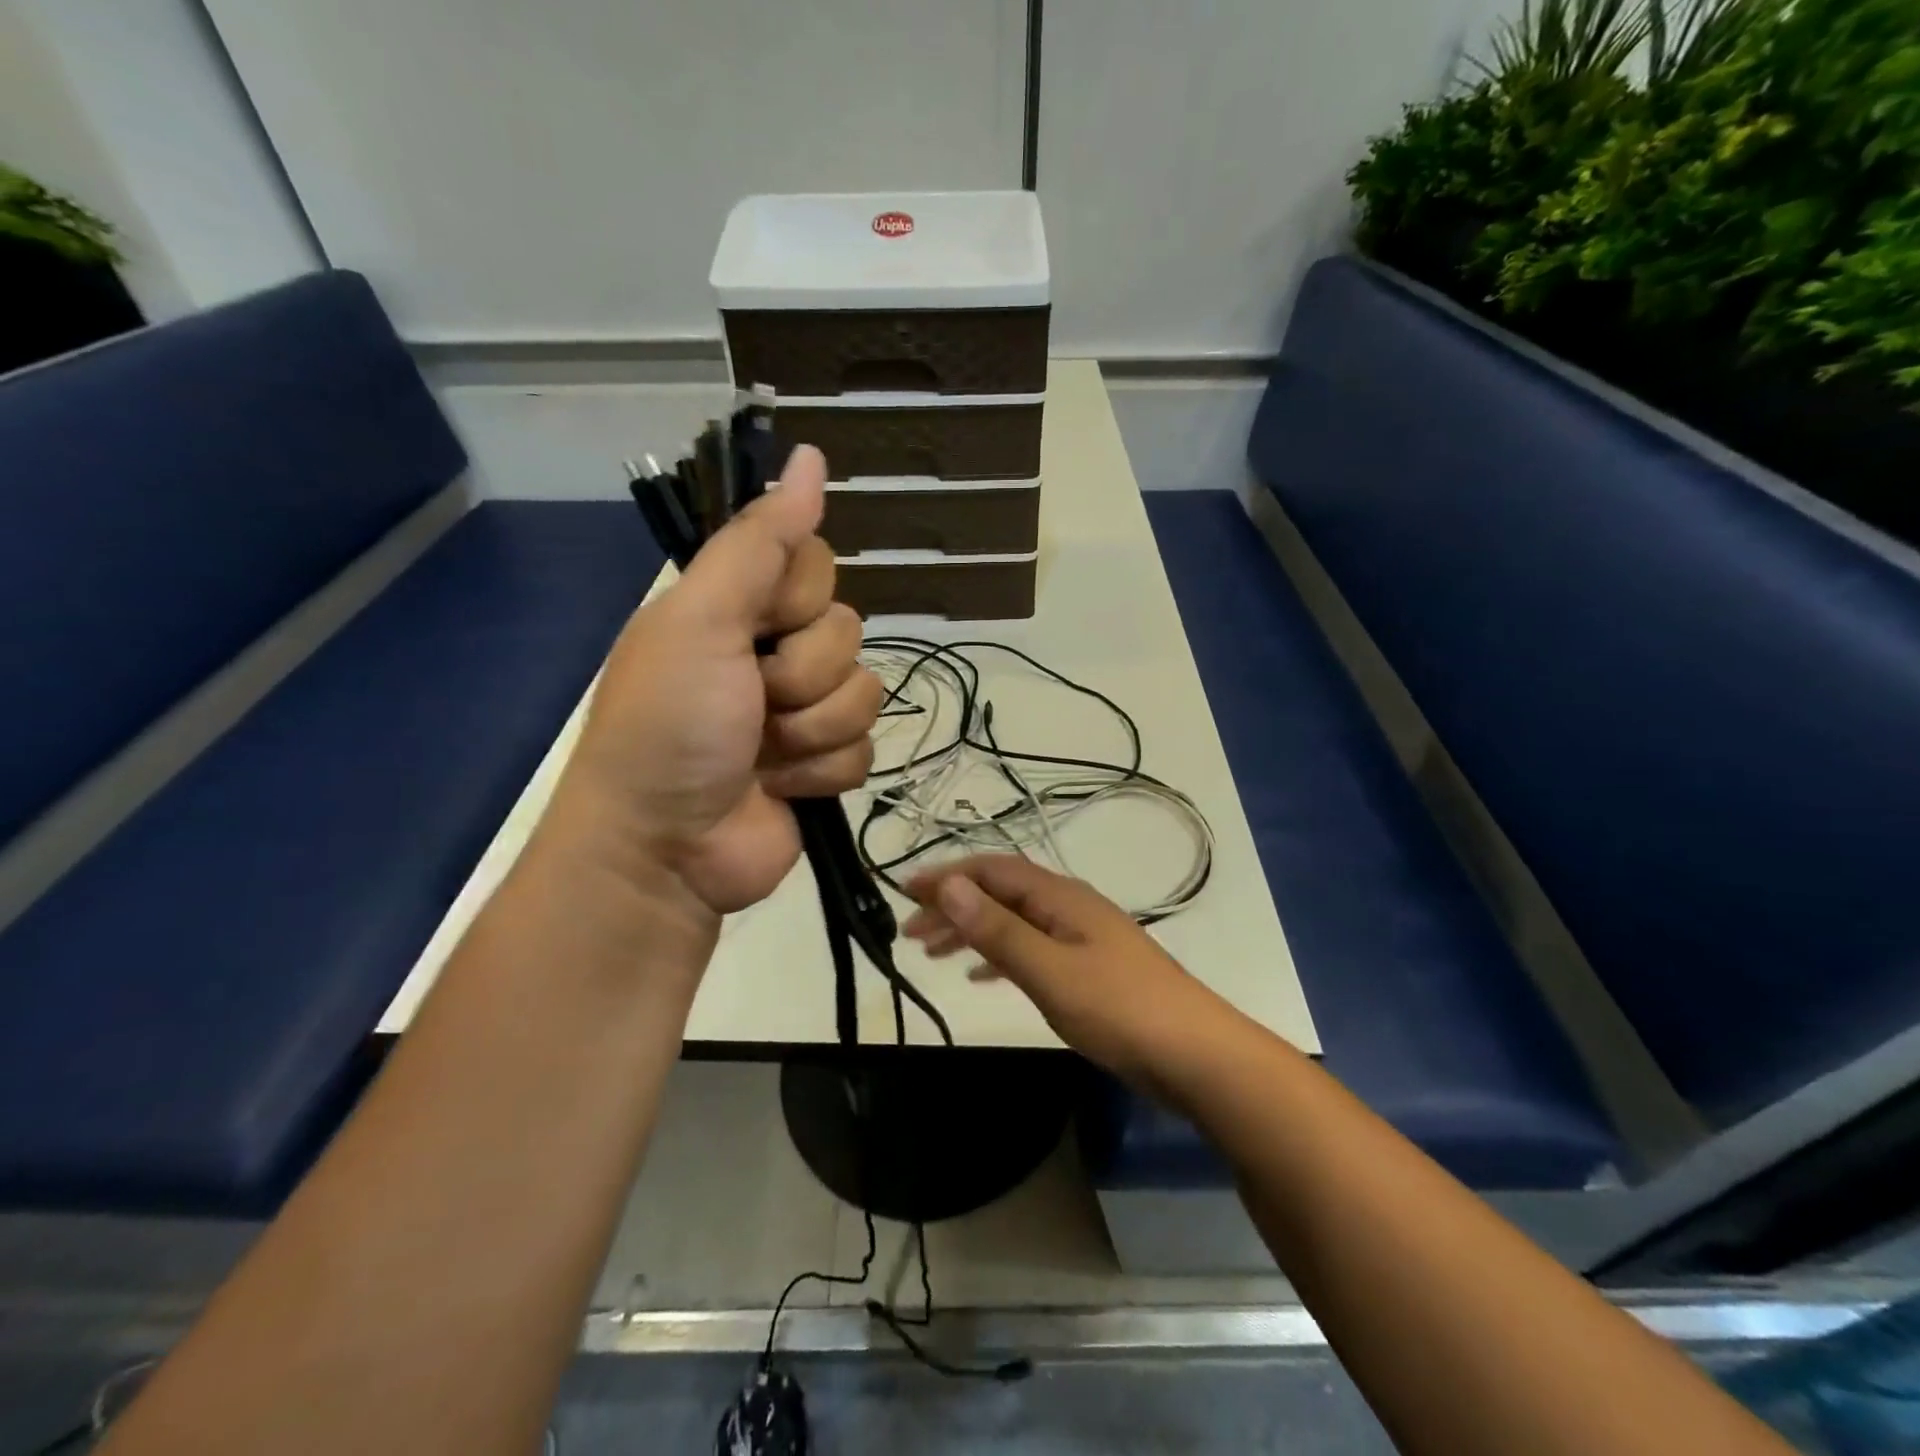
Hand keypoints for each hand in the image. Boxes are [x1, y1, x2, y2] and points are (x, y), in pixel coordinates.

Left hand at [558, 445, 882, 923]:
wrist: (666, 848)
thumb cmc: (670, 725)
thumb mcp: (702, 620)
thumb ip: (759, 543)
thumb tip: (810, 455)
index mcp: (737, 607)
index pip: (816, 564)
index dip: (799, 598)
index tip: (759, 626)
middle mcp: (772, 652)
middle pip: (848, 631)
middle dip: (802, 676)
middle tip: (752, 703)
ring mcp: (802, 712)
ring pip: (864, 693)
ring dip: (812, 730)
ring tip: (763, 755)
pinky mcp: (824, 766)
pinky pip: (865, 748)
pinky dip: (821, 772)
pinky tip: (781, 787)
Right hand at [902, 855, 1224, 1081]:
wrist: (1195, 1055)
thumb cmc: (1120, 1009)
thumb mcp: (1050, 970)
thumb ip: (999, 930)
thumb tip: (949, 886)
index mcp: (1061, 898)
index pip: (993, 871)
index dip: (948, 877)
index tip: (904, 893)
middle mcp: (1069, 908)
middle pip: (1001, 894)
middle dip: (954, 906)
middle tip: (909, 932)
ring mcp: (1081, 939)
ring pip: (1014, 923)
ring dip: (973, 931)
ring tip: (933, 952)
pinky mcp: (1089, 970)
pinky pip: (1031, 950)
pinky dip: (1000, 956)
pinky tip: (982, 975)